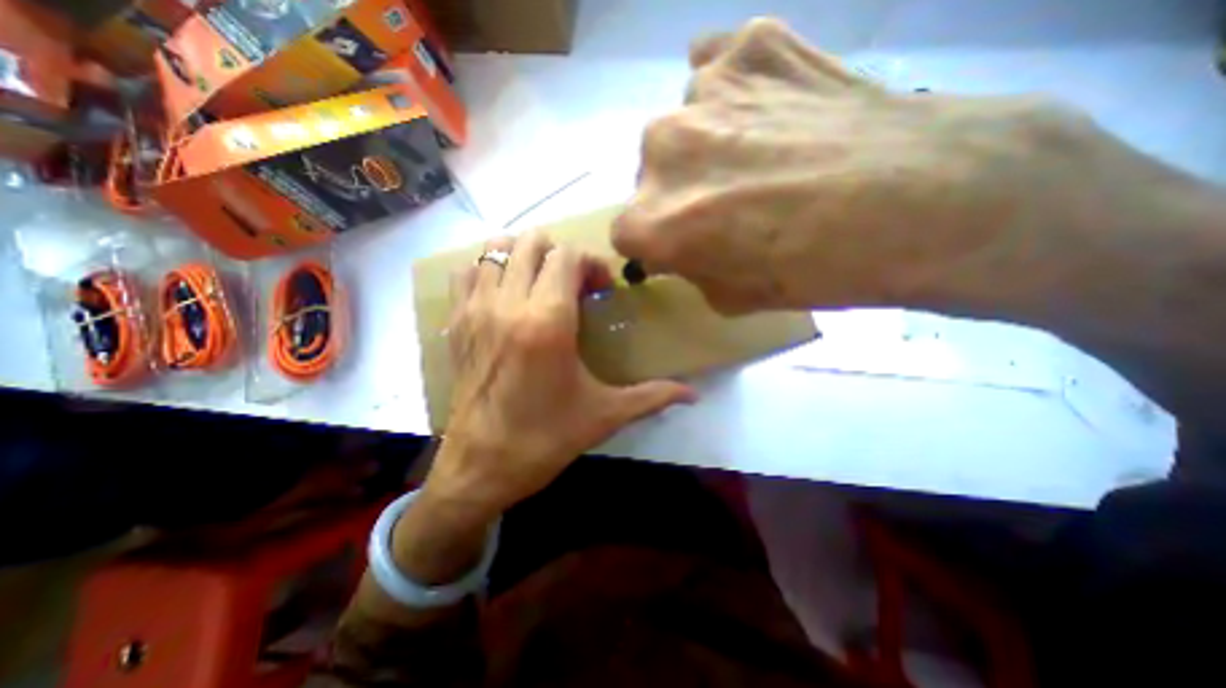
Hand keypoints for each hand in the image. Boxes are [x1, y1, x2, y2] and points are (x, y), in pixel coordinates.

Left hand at [423, 235, 691, 516]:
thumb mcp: (604, 415)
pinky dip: (489, 272)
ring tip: (541, 285)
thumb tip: (694, 395)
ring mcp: (475, 310)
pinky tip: (507, 296)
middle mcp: (508, 304)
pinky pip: (467, 273)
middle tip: (573, 285)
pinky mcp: (455, 323)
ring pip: (496, 249)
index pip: (568, 255)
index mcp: (547, 322)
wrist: (479, 467)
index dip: (591, 264)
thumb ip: (652, 396)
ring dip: (524, 257)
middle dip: (561, 255)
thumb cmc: (545, 439)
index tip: (600, 291)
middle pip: (533, 243)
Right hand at [617, 17, 1123, 315]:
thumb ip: (690, 267)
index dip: (654, 242)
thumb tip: (679, 246)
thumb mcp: (733, 297)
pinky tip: (768, 110)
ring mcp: (702, 87)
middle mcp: (661, 149)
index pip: (626, 233)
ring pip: (682, 125)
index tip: (680, 244)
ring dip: (706, 144)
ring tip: (761, 153)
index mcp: (654, 220)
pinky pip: (717, 69)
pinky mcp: (751, 41)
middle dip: (676, 192)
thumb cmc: (817, 269)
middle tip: (726, 200)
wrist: (927, 199)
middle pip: (649, 175)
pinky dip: (732, 94)